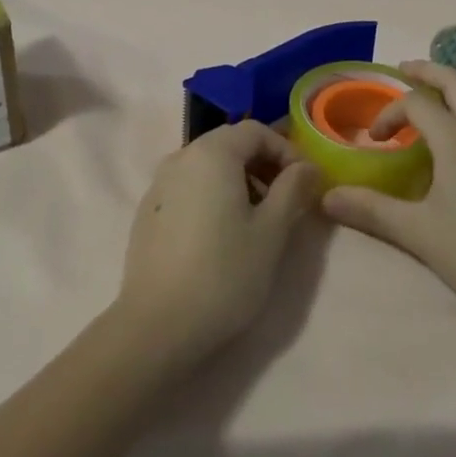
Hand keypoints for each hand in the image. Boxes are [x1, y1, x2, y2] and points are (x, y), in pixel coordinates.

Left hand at [116, 121, 323, 365]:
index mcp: (212, 153)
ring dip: (238, 181)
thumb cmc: (224, 273)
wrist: (157, 325)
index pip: (255, 130)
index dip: (285, 150)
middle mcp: (181, 157)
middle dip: (262, 165)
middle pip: (229, 144)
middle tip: (285, 201)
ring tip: (257, 221)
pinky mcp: (148, 211)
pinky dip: (212, 196)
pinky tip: (221, 235)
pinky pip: (189, 187)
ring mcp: (159, 184)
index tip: (304, 183)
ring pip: (208, 166)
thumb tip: (307, 166)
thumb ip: (292, 189)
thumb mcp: (271, 232)